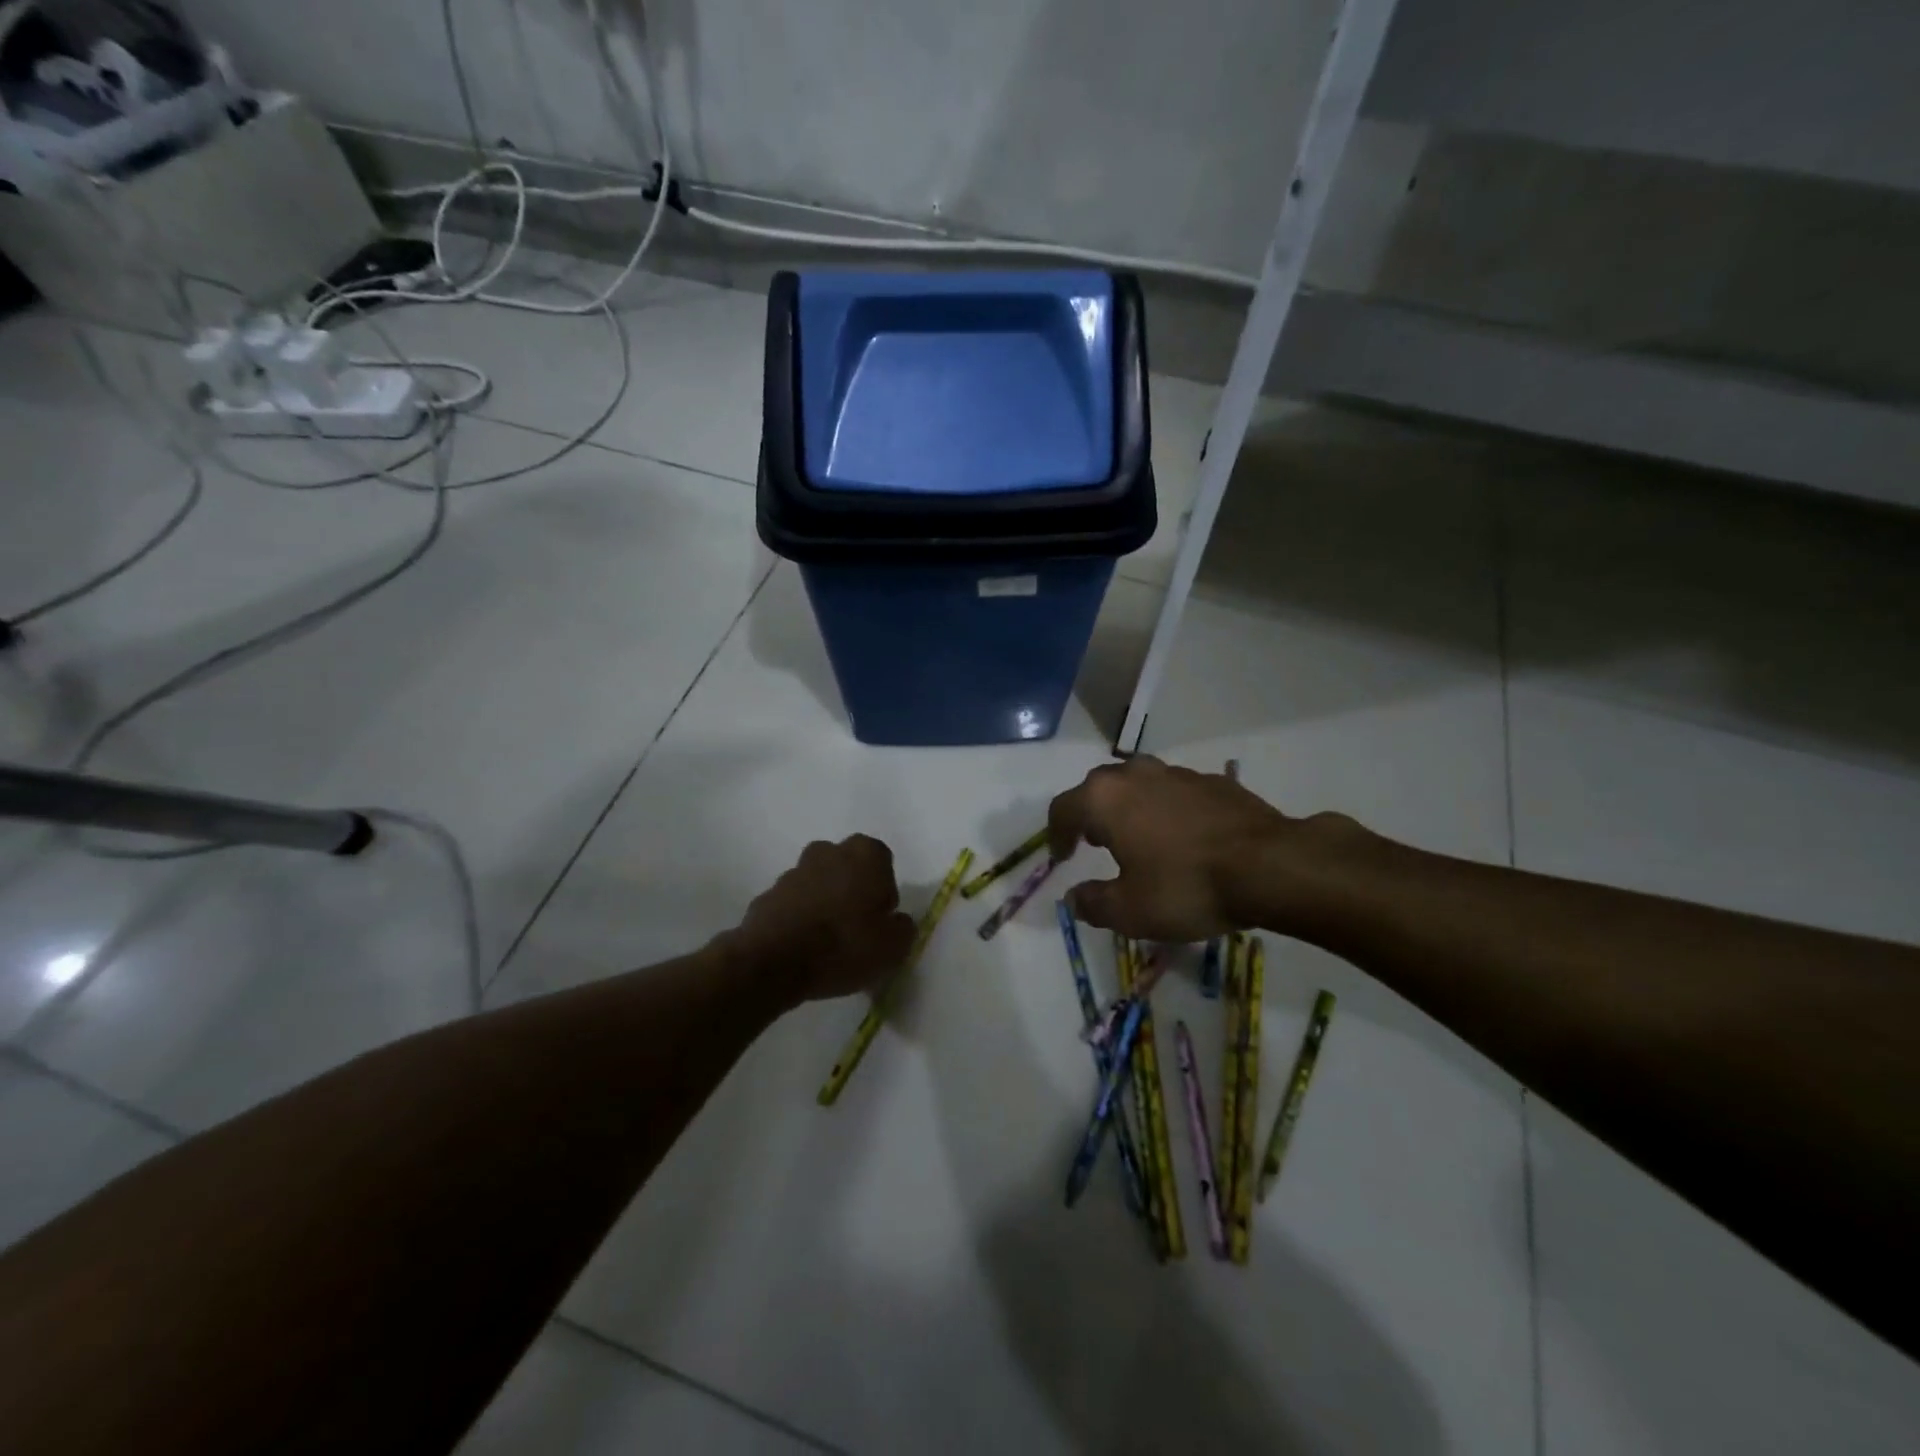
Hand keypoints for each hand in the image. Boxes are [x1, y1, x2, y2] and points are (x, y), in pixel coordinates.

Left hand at [727, 836, 916, 1008]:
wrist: (775, 962)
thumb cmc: (845, 946)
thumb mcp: (894, 947)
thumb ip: (903, 928)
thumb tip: (896, 922)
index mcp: (865, 854)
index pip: (883, 861)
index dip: (883, 890)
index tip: (880, 918)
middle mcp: (828, 852)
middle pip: (847, 866)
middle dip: (852, 889)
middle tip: (855, 927)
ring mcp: (793, 871)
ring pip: (818, 882)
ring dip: (823, 902)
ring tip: (827, 941)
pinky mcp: (767, 894)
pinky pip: (793, 903)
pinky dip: (798, 917)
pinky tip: (802, 947)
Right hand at [1047, 757, 1295, 940]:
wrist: (1270, 866)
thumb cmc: (1186, 887)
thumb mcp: (1130, 911)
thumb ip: (1094, 903)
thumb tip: (1075, 898)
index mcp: (1105, 799)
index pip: (1063, 809)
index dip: (1056, 835)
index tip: (1061, 858)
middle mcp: (1135, 775)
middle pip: (1099, 789)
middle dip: (1091, 815)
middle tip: (1095, 843)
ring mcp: (1178, 774)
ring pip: (1139, 785)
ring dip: (1131, 809)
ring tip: (1139, 839)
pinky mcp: (1214, 782)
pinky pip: (1176, 793)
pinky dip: (1169, 811)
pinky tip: (1184, 839)